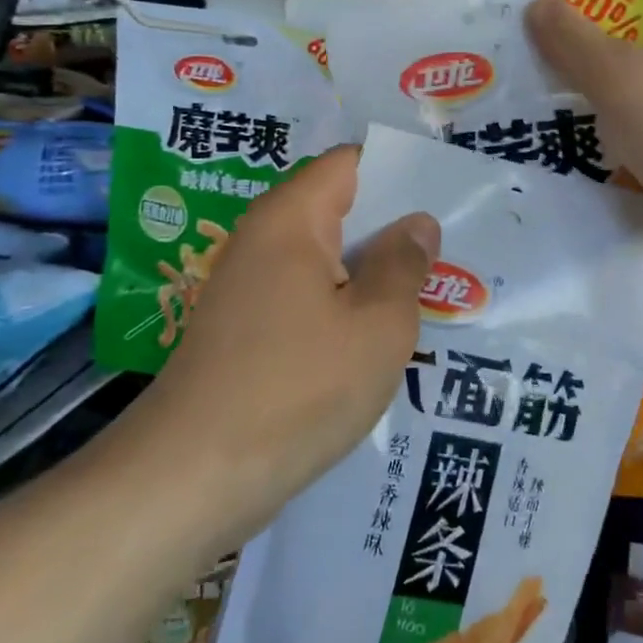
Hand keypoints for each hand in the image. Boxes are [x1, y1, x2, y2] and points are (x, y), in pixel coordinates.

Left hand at [125, 146, 439, 550]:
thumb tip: (416, 223)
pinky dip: (343, 306)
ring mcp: (249, 286)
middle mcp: (263, 239)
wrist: (191, 479)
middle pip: (339, 209)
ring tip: (426, 292)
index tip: (445, 196)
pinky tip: (377, 336)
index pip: (350, 162)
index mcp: (292, 218)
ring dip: (371, 272)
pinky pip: (306, 296)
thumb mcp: (377, 325)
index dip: (399, 171)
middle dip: (393, 227)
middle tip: (451, 250)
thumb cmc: (297, 389)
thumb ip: (404, 265)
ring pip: (326, 259)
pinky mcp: (245, 328)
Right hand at [526, 0, 642, 292]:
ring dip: (605, 115)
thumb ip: (572, 40)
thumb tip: (536, 6)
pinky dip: (626, 150)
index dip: (597, 16)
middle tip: (544, 83)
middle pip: (642, 53)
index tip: (552, 40)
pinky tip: (588, 158)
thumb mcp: (621, 75)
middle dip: (593, 71)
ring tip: (554, 122)